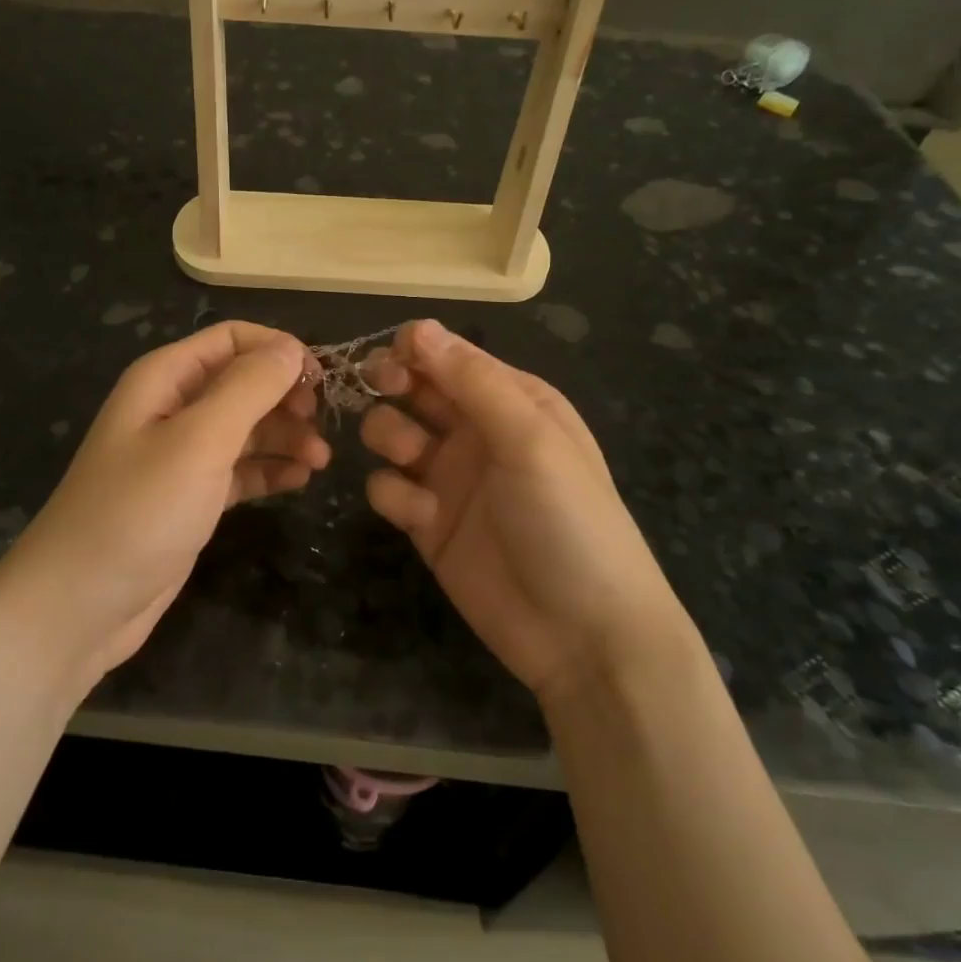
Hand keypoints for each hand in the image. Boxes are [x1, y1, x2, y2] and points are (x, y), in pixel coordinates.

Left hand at [0, 322, 327, 687]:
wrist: (80, 604)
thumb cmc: (139, 510)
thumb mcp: (199, 440)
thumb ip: (248, 388)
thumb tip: (290, 348)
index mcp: (165, 378)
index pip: (232, 339)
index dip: (277, 350)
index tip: (320, 380)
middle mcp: (173, 408)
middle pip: (243, 382)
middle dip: (285, 397)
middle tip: (321, 426)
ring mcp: (181, 455)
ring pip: (246, 428)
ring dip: (285, 436)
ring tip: (320, 461)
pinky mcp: (191, 497)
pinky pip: (239, 470)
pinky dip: (269, 470)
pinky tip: (298, 481)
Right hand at [361, 319, 688, 701]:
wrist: (582, 634)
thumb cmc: (568, 519)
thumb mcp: (530, 439)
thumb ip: (472, 382)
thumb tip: (418, 326)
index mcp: (512, 400)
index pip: (449, 355)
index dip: (414, 349)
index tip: (389, 359)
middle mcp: (477, 431)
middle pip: (414, 388)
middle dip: (390, 383)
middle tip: (378, 389)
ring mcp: (449, 478)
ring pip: (392, 432)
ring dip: (389, 435)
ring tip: (410, 458)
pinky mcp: (426, 522)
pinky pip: (389, 488)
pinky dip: (395, 495)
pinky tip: (422, 516)